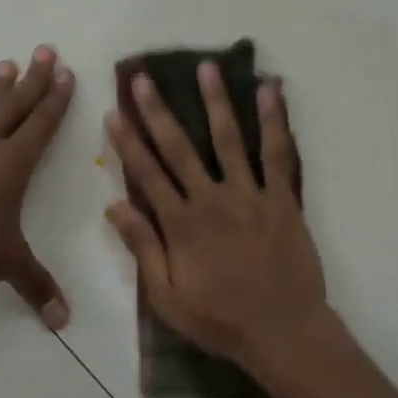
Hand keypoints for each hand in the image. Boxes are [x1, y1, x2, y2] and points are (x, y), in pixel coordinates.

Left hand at [0, 46, 74, 325]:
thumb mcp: (7, 264)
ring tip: (6, 65)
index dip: (56, 99)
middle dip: (34, 77)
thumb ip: (37, 286)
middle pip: (14, 103)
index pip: (42, 123)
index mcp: (13, 163)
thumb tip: (63, 322)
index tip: (65, 73)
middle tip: (44, 49)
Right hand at [103, 62, 326, 368]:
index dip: (128, 142)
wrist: (283, 330)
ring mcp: (250, 194)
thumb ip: (142, 249)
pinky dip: (275, 120)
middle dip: (158, 112)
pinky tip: (270, 90)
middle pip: (180, 148)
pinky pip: (278, 153)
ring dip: (216, 101)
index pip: (147, 174)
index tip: (114, 113)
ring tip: (206, 67)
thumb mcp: (168, 297)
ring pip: (229, 139)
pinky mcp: (282, 197)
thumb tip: (115, 205)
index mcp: (181, 224)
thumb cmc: (221, 320)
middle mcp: (212, 199)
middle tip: (144, 79)